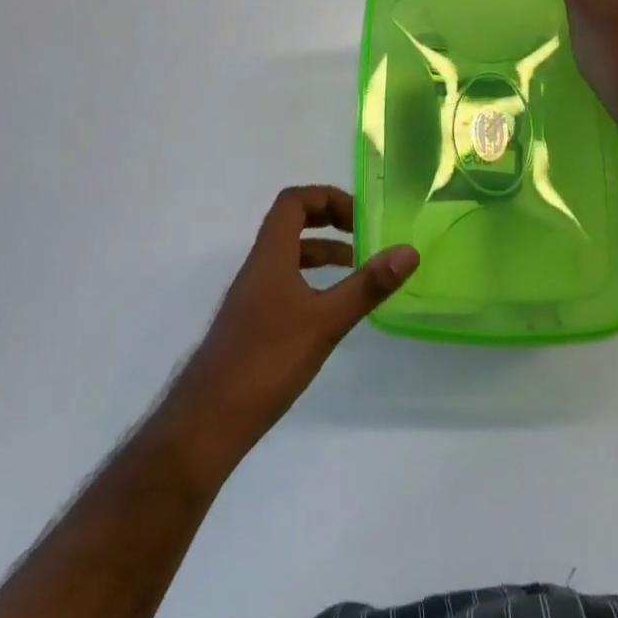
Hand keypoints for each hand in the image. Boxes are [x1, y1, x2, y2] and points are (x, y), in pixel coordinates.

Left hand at [163, 187, 417, 476]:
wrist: (209, 420)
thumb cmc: (267, 361)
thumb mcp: (326, 321)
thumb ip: (367, 286)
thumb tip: (409, 251)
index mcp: (270, 255)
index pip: (293, 201)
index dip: (326, 197)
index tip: (360, 217)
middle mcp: (258, 267)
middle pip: (290, 223)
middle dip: (328, 220)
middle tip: (363, 234)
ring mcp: (252, 296)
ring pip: (289, 256)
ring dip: (322, 252)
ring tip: (357, 268)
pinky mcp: (252, 323)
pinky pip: (285, 283)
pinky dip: (311, 281)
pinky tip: (330, 309)